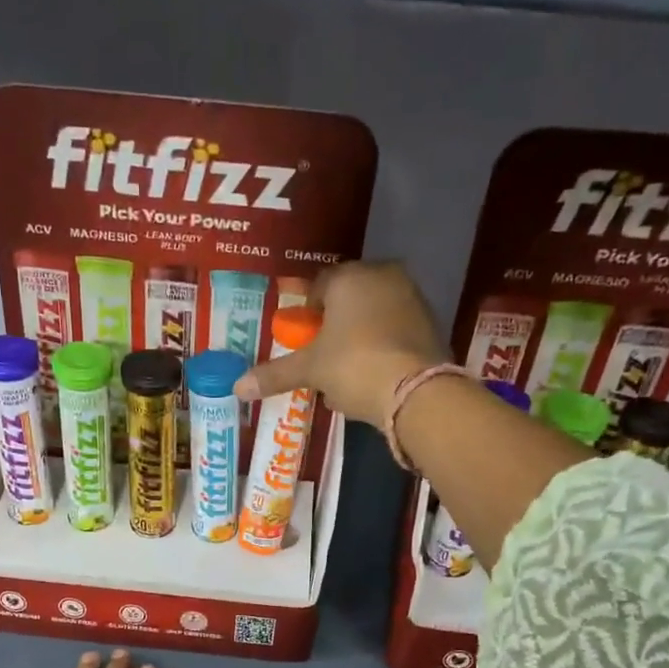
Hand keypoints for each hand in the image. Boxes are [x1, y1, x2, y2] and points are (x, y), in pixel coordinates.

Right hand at [235, 262, 446, 422]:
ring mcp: (413, 298)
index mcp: (350, 276)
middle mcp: (384, 276)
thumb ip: (275, 374)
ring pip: (374, 314)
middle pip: (349, 298)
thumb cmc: (353, 366)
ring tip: (347, 371)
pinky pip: (395, 330)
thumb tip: (237, 387)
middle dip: (334, 325)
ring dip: (359, 336)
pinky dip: (382, 347)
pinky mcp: (431, 324)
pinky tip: (374, 375)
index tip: (302, 339)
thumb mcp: (310, 370)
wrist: (414, 391)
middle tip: (322, 356)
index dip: (306, 314)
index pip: (319, 286)